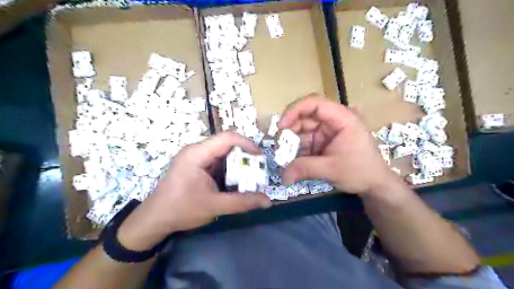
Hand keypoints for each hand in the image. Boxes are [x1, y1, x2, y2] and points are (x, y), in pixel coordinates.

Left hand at [115, 131, 271, 250]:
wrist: (154, 220)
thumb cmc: (181, 210)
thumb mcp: (214, 206)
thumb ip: (242, 202)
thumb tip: (268, 202)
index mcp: (197, 154)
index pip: (227, 138)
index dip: (246, 143)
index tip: (260, 157)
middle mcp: (196, 151)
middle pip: (226, 145)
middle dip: (244, 156)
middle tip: (258, 170)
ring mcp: (195, 158)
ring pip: (223, 154)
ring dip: (237, 164)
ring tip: (250, 176)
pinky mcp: (195, 166)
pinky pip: (217, 162)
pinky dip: (229, 170)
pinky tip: (235, 181)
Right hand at [277, 96, 400, 197]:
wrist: (375, 184)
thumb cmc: (361, 171)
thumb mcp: (332, 169)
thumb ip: (305, 169)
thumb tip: (282, 176)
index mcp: (341, 118)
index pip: (315, 103)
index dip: (295, 110)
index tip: (281, 126)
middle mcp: (332, 121)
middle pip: (305, 116)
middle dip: (290, 129)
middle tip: (279, 145)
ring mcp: (326, 132)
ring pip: (302, 130)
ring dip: (291, 142)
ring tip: (283, 156)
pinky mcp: (322, 142)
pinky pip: (305, 141)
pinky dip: (296, 150)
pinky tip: (291, 160)